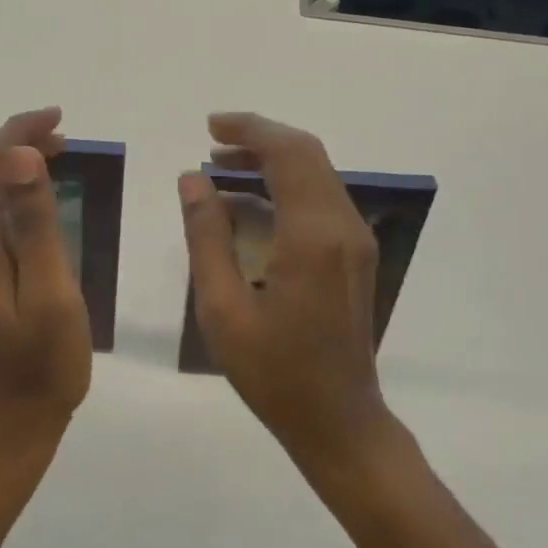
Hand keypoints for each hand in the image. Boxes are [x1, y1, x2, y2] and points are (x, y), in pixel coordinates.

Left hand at [0, 107, 91, 457]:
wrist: (5, 431)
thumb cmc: (41, 368)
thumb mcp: (52, 295)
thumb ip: (35, 225)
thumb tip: (20, 157)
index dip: (17, 134)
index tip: (56, 118)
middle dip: (10, 142)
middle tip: (59, 134)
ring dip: (3, 164)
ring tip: (51, 154)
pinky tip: (27, 197)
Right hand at [180, 112, 391, 472]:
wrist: (339, 421)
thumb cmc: (274, 372)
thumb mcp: (222, 308)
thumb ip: (205, 236)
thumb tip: (192, 180)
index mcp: (312, 236)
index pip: (288, 154)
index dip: (250, 130)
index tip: (210, 126)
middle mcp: (343, 226)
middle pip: (307, 154)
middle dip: (259, 138)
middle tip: (212, 142)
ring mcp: (355, 240)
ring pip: (317, 173)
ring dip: (272, 161)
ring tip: (221, 168)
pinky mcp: (355, 254)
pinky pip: (320, 198)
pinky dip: (285, 185)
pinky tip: (248, 203)